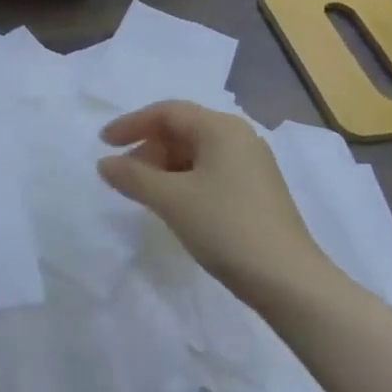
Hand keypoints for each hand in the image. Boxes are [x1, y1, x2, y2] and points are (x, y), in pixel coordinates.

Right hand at [97, 101, 330, 301]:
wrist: (287, 280)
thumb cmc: (226, 227)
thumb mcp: (172, 200)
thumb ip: (133, 177)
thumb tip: (105, 163)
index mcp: (221, 128)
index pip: (167, 112)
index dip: (131, 124)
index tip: (103, 144)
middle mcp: (239, 137)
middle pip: (183, 129)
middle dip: (148, 148)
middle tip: (122, 175)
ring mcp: (251, 164)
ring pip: (196, 152)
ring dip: (164, 166)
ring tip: (143, 193)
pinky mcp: (256, 190)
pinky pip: (210, 171)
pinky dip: (184, 180)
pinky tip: (173, 204)